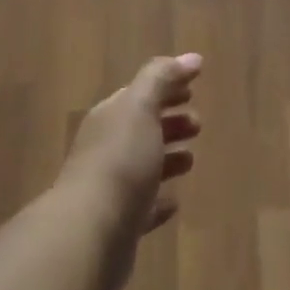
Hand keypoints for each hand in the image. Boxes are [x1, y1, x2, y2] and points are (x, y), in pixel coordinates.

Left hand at [59, 54, 202, 289]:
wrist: (90, 232)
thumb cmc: (119, 161)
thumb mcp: (140, 108)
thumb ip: (162, 78)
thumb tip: (191, 57)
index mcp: (110, 117)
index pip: (140, 94)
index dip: (166, 88)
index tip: (194, 87)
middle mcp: (106, 148)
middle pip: (141, 129)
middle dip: (168, 122)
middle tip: (198, 125)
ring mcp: (111, 188)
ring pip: (143, 167)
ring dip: (166, 159)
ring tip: (191, 160)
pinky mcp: (119, 225)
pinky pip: (143, 207)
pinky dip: (158, 202)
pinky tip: (173, 203)